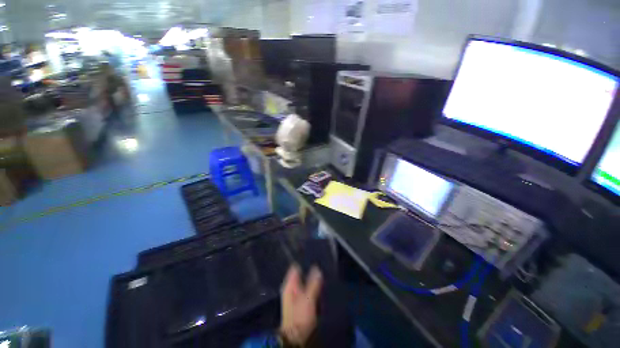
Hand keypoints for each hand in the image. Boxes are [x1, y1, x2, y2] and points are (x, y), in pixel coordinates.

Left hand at [280, 264, 323, 345]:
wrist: (295, 337)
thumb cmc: (300, 316)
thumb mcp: (308, 298)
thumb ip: (313, 283)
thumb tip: (317, 268)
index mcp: (289, 284)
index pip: (295, 266)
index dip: (304, 262)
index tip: (314, 257)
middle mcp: (290, 287)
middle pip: (300, 274)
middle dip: (309, 270)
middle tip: (321, 266)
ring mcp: (293, 295)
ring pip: (303, 281)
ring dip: (310, 279)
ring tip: (321, 274)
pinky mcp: (298, 302)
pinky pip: (305, 289)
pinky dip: (310, 286)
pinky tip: (318, 286)